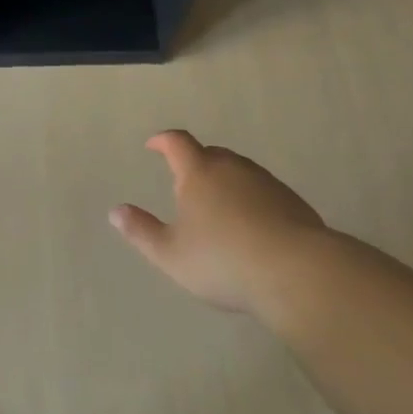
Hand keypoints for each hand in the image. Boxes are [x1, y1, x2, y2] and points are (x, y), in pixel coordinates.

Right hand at [110, 130, 327, 312]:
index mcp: (199, 173)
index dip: (163, 141)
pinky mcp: (292, 201)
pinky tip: (251, 227)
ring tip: (218, 208)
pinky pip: (262, 191)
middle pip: (210, 154)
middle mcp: (232, 168)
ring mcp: (265, 182)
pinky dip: (250, 199)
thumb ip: (141, 231)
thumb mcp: (171, 254)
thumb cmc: (223, 261)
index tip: (153, 145)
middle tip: (185, 184)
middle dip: (195, 163)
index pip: (177, 143)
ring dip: (224, 181)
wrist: (297, 272)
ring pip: (238, 171)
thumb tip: (116, 211)